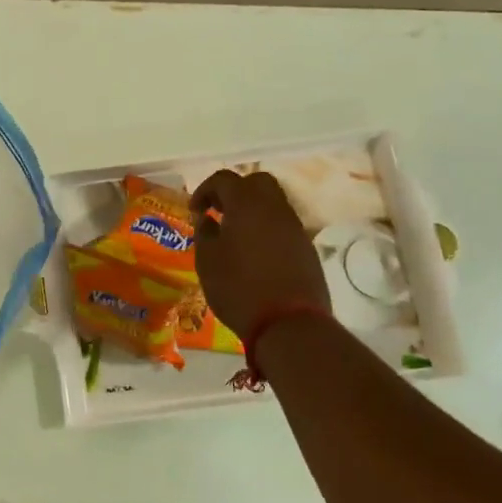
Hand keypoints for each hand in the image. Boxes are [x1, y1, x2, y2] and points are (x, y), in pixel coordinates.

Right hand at [191, 170, 331, 334]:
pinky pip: (283, 225)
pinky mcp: (306, 247)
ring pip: (273, 203)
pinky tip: (255, 252)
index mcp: (247, 204)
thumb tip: (207, 219)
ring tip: (235, 234)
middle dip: (235, 191)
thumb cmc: (239, 288)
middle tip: (219, 211)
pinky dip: (267, 228)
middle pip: (256, 182)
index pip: (224, 179)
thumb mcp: (208, 261)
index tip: (195, 210)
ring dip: (252, 210)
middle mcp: (274, 208)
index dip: (205, 189)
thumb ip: (204, 233)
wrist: (289, 324)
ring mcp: (294, 227)